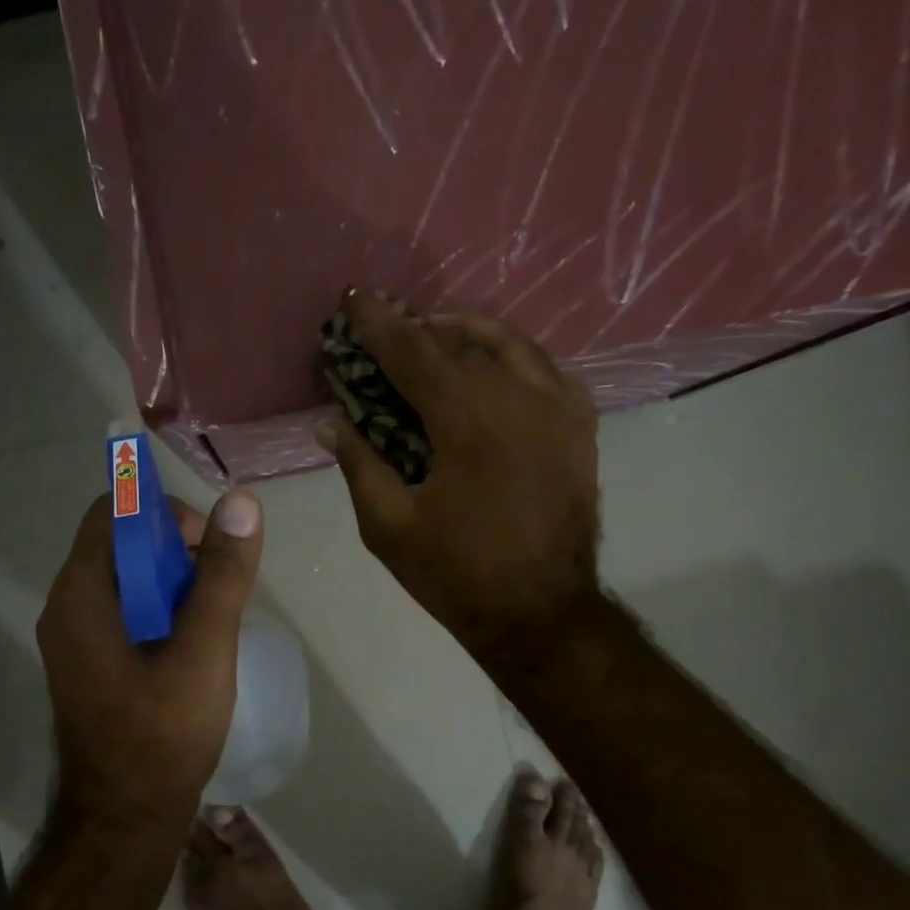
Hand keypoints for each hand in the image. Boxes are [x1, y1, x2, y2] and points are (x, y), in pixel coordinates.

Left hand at [37, 489, 264, 833]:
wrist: (126, 821)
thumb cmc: (163, 735)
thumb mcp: (204, 650)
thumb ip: (222, 575)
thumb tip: (241, 502)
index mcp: (81, 595)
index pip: (113, 512)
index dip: (164, 513)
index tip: (209, 545)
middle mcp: (67, 608)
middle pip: (120, 544)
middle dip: (175, 550)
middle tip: (219, 585)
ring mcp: (76, 639)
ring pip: (126, 579)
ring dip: (172, 581)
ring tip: (213, 615)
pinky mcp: (91, 663)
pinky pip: (124, 612)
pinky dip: (160, 609)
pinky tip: (194, 640)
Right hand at [321, 289, 603, 679]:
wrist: (540, 610)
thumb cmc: (456, 573)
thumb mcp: (388, 526)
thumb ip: (359, 465)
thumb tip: (330, 423)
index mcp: (465, 419)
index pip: (412, 353)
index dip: (379, 325)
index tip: (355, 299)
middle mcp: (516, 398)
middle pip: (458, 342)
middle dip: (416, 329)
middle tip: (386, 326)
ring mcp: (556, 408)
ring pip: (509, 344)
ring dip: (465, 333)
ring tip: (436, 335)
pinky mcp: (579, 427)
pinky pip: (546, 369)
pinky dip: (513, 357)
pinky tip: (493, 368)